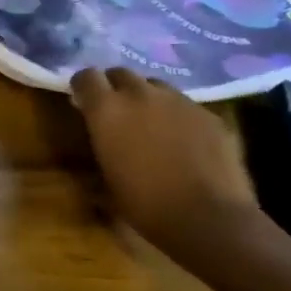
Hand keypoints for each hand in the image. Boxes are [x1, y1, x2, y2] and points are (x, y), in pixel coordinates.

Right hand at [67, 66, 260, 256]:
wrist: (208, 217)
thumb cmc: (143, 203)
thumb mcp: (104, 176)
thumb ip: (99, 143)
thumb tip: (99, 134)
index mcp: (107, 110)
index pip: (86, 77)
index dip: (82, 86)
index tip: (81, 101)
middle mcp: (141, 95)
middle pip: (121, 73)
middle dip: (115, 87)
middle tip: (115, 110)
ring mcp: (179, 101)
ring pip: (156, 86)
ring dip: (147, 98)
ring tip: (150, 122)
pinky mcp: (209, 114)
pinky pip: (185, 105)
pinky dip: (177, 115)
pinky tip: (183, 141)